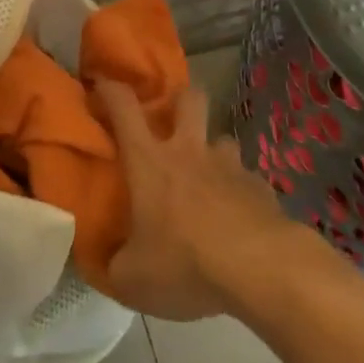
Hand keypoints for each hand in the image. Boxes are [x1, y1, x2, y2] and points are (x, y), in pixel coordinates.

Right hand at [98, 80, 298, 320]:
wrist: (262, 269)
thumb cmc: (185, 263)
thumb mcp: (132, 279)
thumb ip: (112, 265)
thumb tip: (103, 263)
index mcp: (150, 161)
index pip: (124, 106)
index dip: (110, 89)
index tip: (101, 83)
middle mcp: (190, 151)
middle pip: (188, 99)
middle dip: (179, 99)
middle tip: (170, 120)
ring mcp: (230, 166)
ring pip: (222, 139)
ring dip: (213, 152)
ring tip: (208, 181)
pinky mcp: (261, 188)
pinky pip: (247, 180)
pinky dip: (239, 192)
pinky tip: (238, 220)